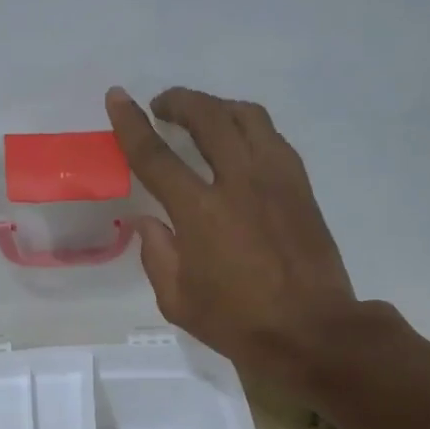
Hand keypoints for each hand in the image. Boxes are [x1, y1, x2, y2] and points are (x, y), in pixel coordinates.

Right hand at [106, 86, 365, 387]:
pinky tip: (240, 143)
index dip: (132, 123)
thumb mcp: (178, 301)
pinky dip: (248, 128)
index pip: (156, 156)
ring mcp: (277, 179)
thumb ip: (157, 256)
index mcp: (200, 213)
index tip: (118, 97)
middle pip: (208, 117)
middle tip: (162, 106)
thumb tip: (147, 222)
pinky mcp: (301, 186)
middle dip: (180, 101)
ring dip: (218, 107)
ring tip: (203, 116)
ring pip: (247, 117)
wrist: (311, 331)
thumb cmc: (238, 323)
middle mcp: (239, 182)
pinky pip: (272, 137)